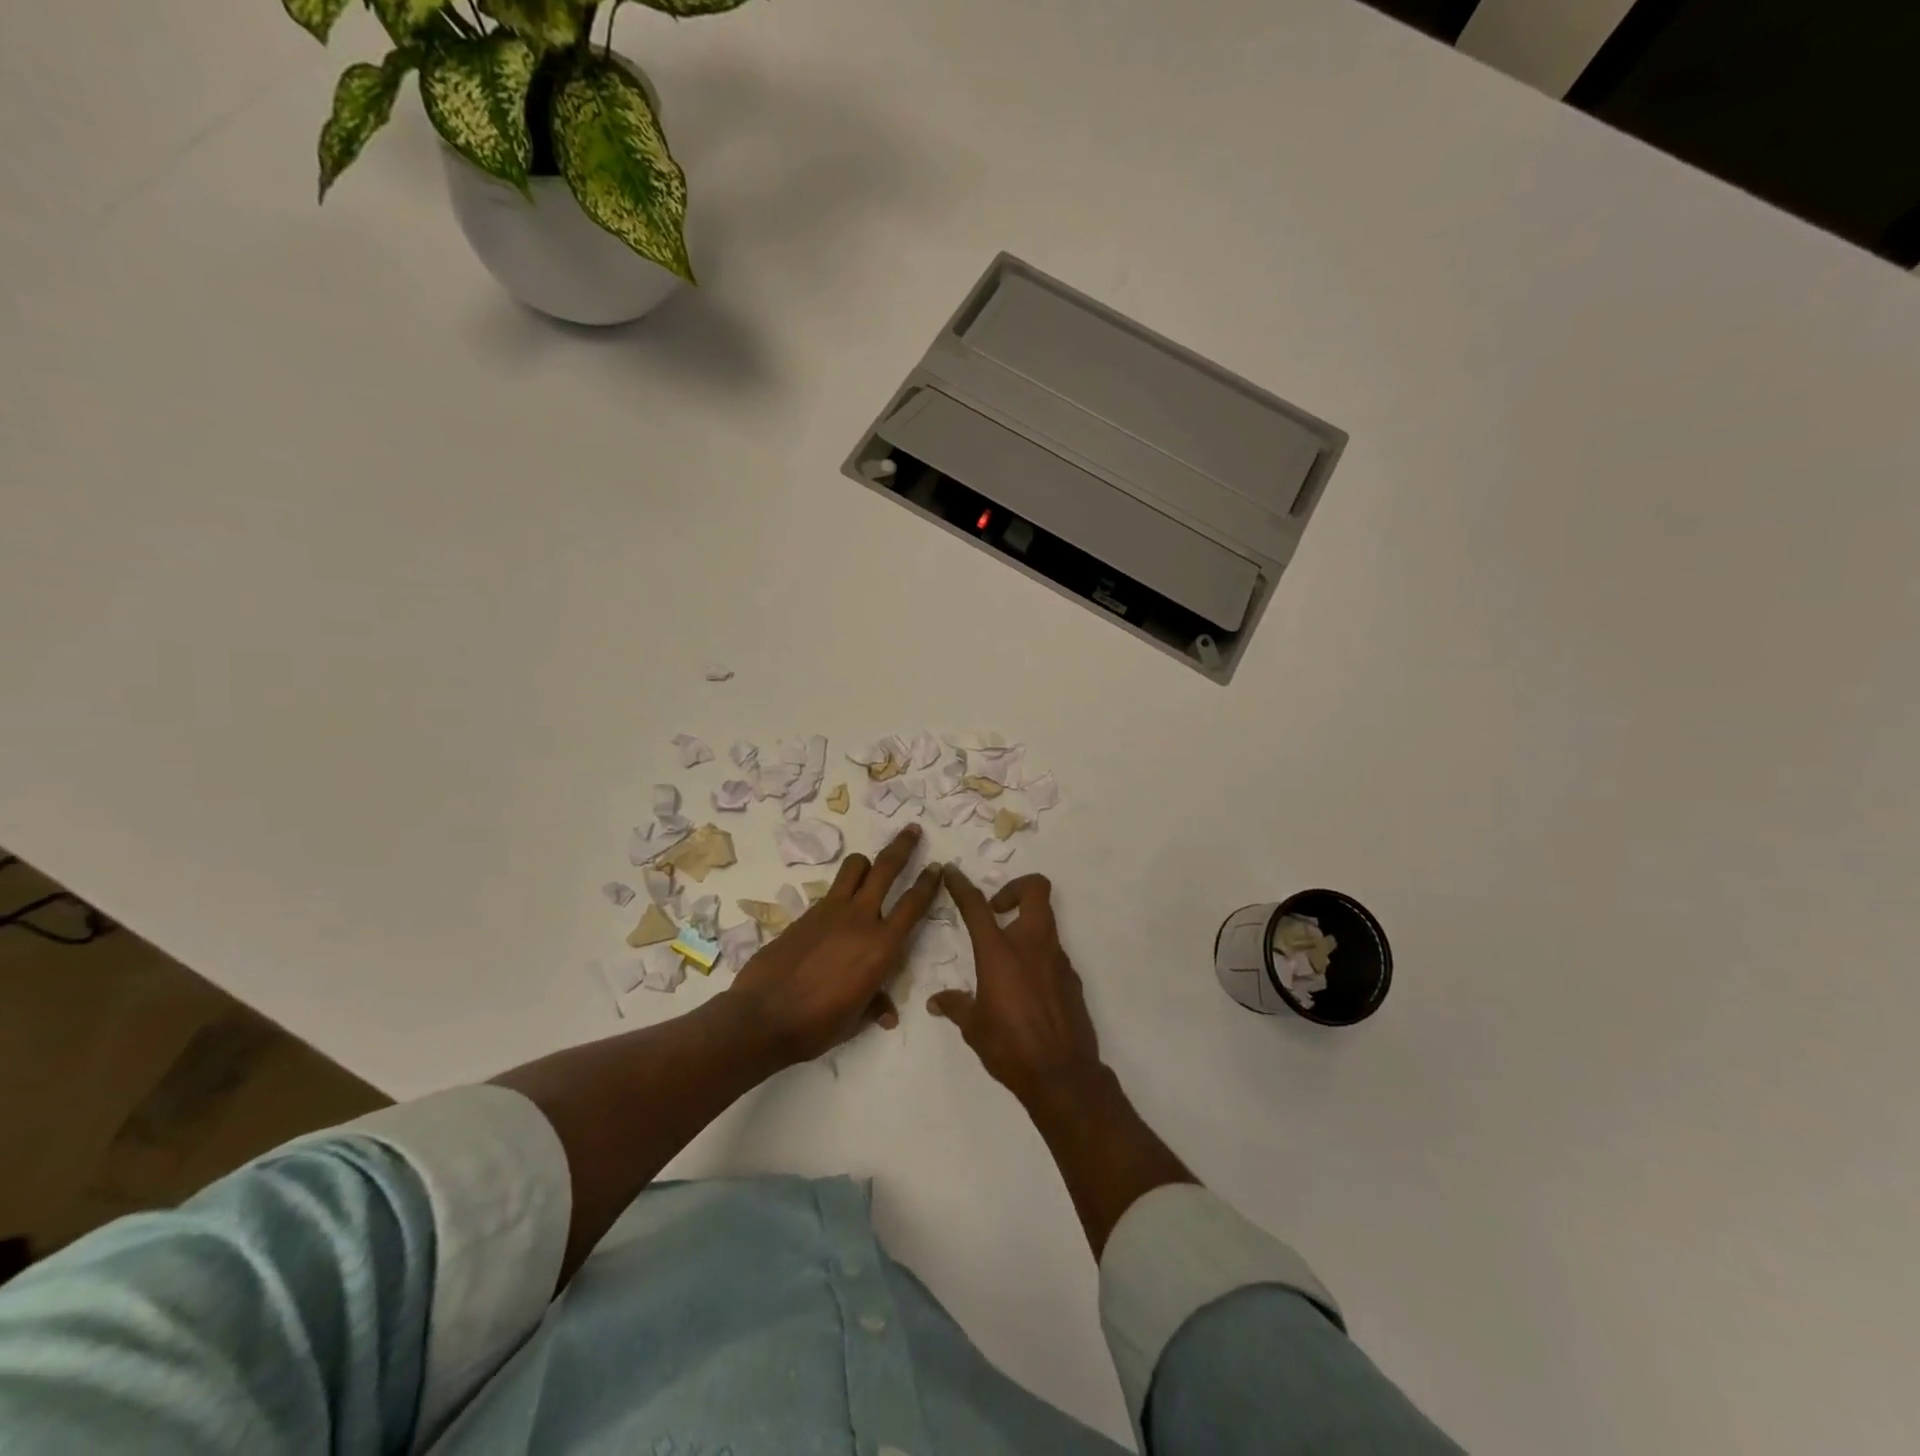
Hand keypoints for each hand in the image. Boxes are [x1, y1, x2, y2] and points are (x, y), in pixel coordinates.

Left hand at [729, 824, 941, 1063]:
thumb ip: (875, 1006)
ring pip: (854, 868)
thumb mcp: (855, 1020)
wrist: (762, 1016)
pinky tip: (838, 909)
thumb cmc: (817, 1025)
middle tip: (912, 829)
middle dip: (903, 846)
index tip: (938, 866)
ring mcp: (830, 911)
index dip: (929, 883)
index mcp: (882, 946)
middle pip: (886, 868)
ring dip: (867, 862)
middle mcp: (860, 919)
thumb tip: (888, 1014)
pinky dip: (841, 891)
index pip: (913, 904)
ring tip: (871, 865)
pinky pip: (831, 891)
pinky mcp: (806, 913)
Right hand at [928, 868, 1104, 1108]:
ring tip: (1007, 955)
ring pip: (1046, 920)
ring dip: (1026, 924)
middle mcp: (1032, 945)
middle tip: (997, 910)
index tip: (952, 872)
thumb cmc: (1010, 1047)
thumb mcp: (974, 1027)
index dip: (962, 885)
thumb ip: (956, 1006)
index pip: (977, 907)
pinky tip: (1026, 986)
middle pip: (1035, 890)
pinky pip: (1053, 952)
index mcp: (999, 953)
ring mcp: (1057, 959)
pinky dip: (1038, 956)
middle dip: (1016, 888)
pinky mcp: (1072, 977)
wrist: (1062, 1075)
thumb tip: (937, 1001)